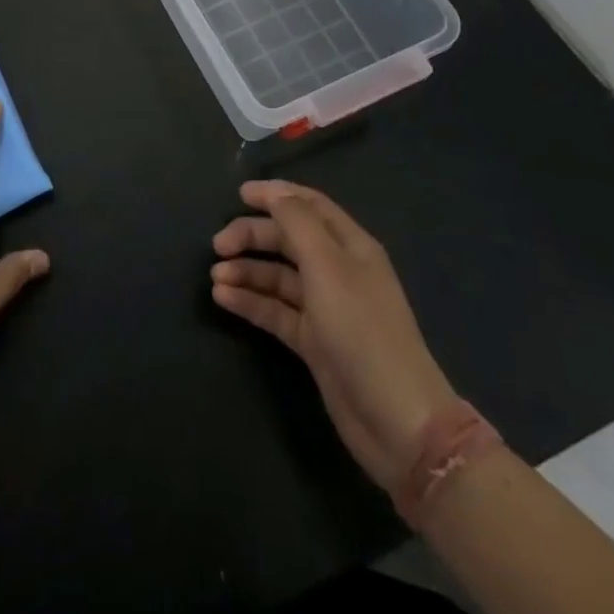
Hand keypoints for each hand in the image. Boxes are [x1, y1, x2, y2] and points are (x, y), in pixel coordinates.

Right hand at [211, 180, 455, 486]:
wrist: (397, 422)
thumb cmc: (363, 331)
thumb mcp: (328, 267)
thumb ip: (297, 223)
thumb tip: (273, 192)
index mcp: (350, 246)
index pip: (309, 205)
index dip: (275, 195)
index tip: (239, 194)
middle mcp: (337, 271)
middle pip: (288, 239)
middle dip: (252, 236)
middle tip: (217, 245)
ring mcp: (325, 308)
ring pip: (277, 276)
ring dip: (246, 271)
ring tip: (215, 277)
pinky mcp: (313, 342)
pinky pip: (275, 310)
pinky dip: (250, 301)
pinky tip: (222, 298)